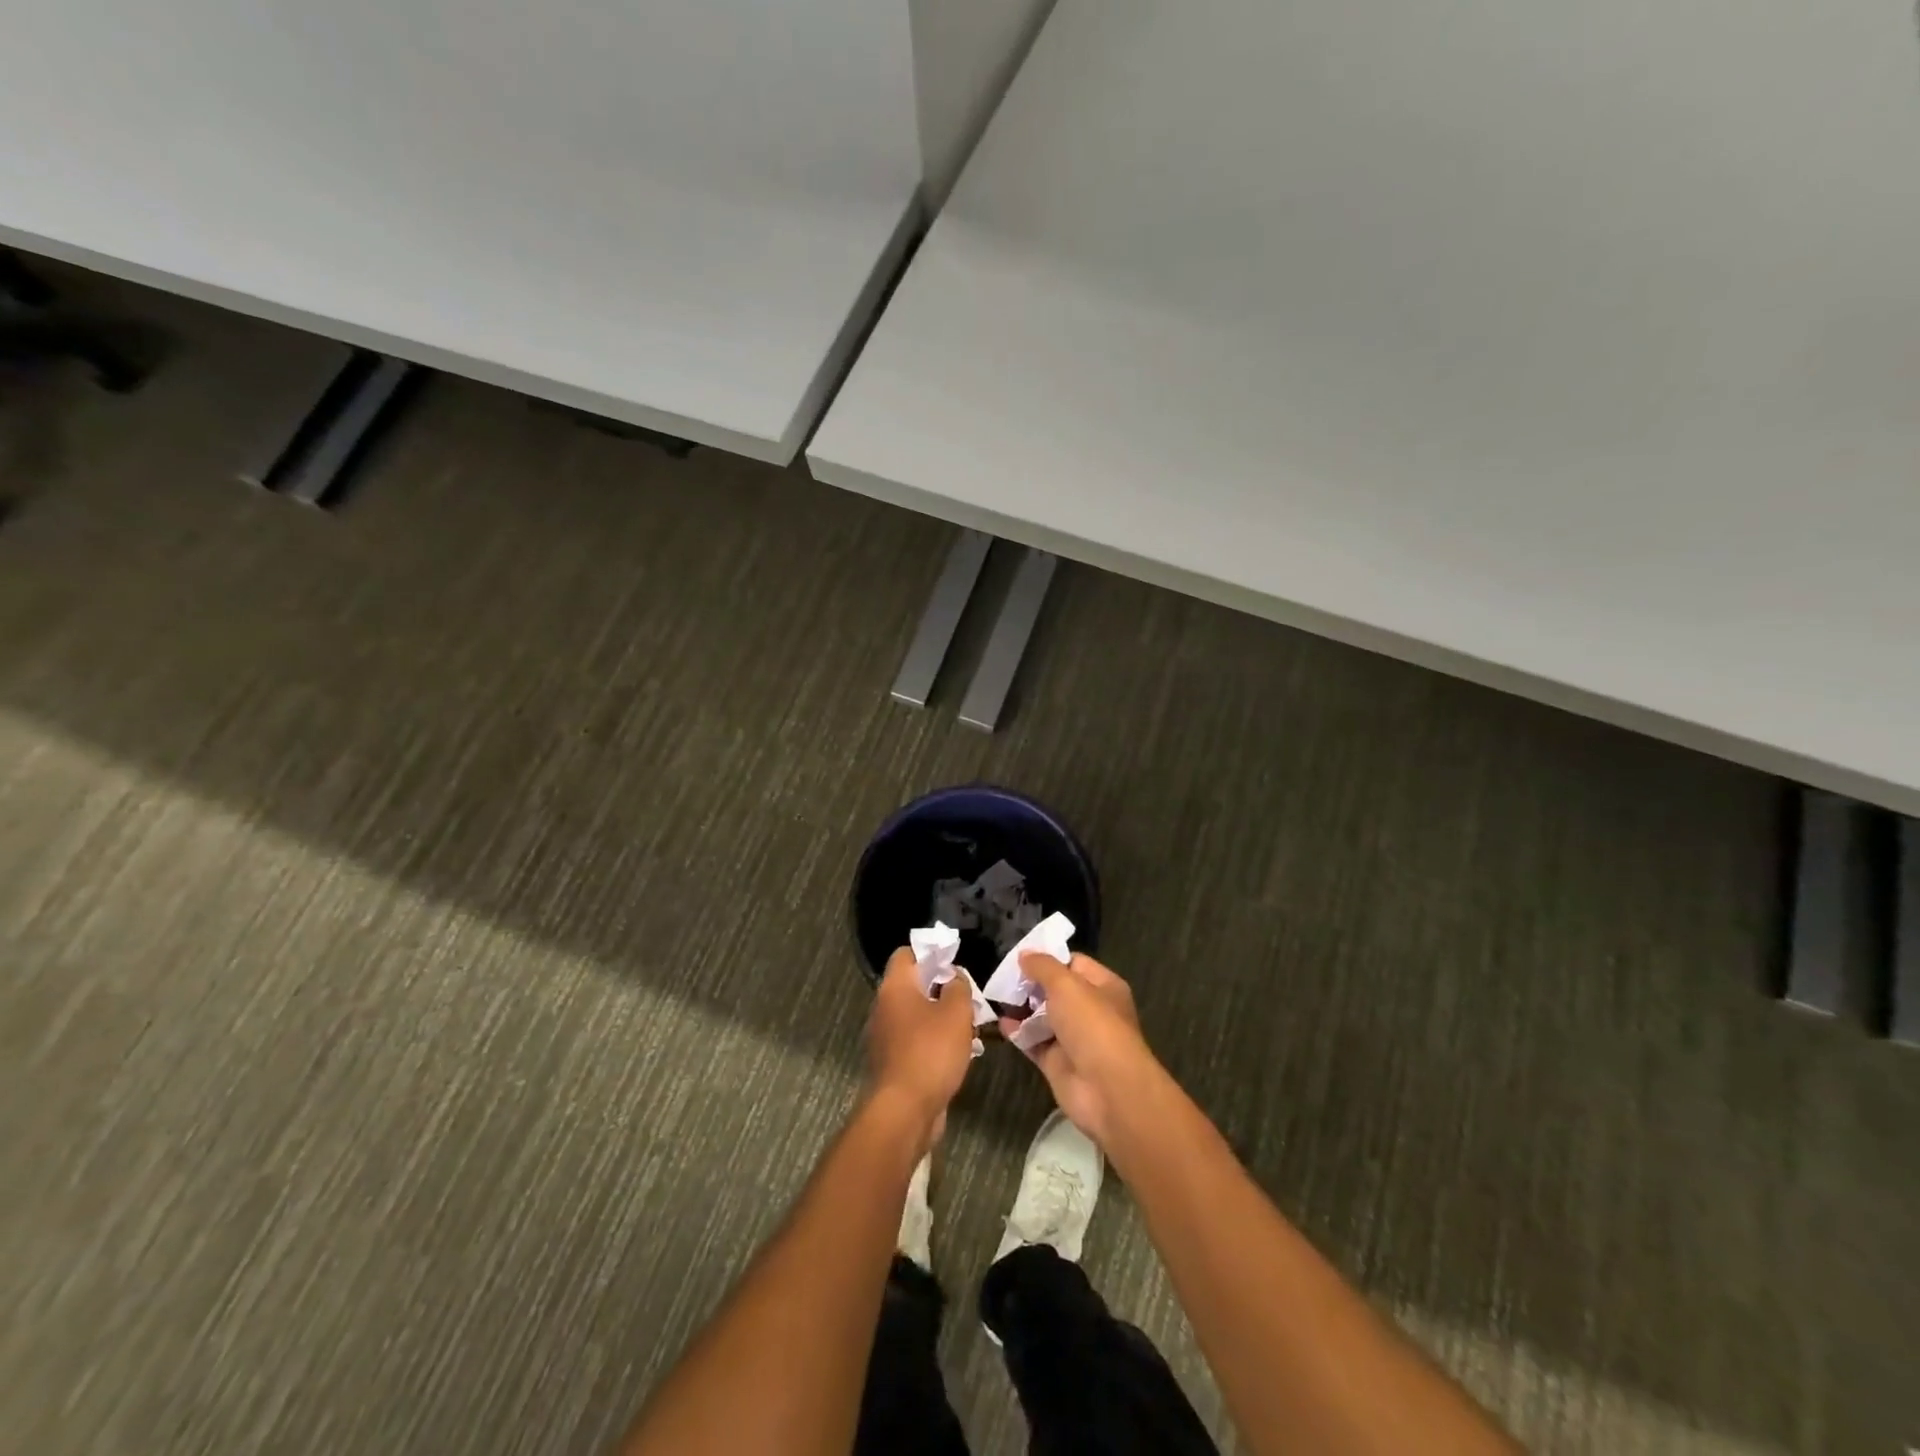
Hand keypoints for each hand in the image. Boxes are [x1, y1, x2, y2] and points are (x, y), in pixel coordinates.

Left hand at [867, 946, 977, 1149]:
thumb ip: (958, 987)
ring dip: (941, 1019)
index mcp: (895, 987)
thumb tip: (953, 978)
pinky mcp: (893, 1062)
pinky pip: (916, 1041)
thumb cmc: (930, 1052)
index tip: (954, 964)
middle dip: (942, 990)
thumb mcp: (956, 1012)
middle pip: (913, 986)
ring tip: (969, 1028)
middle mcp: (884, 1007)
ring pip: (917, 1015)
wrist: (904, 1111)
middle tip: (968, 999)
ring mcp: (885, 1037)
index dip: (930, 954)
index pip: (906, 954)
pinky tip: (958, 1054)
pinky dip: (934, 1043)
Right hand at [999, 952, 1160, 1146]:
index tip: (1018, 957)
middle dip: (1030, 984)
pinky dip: (1018, 1033)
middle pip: (1054, 990)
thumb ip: (1043, 966)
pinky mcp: (1057, 1062)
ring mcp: (1073, 1038)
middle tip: (1002, 977)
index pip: (1072, 963)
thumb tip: (1025, 954)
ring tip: (996, 996)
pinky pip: (1034, 1042)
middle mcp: (1090, 1010)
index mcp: (1102, 986)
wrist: (1107, 1089)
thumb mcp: (1066, 984)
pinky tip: (1000, 1023)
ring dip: (1021, 1008)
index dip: (1047, 958)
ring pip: (1042, 1017)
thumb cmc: (1092, 1025)